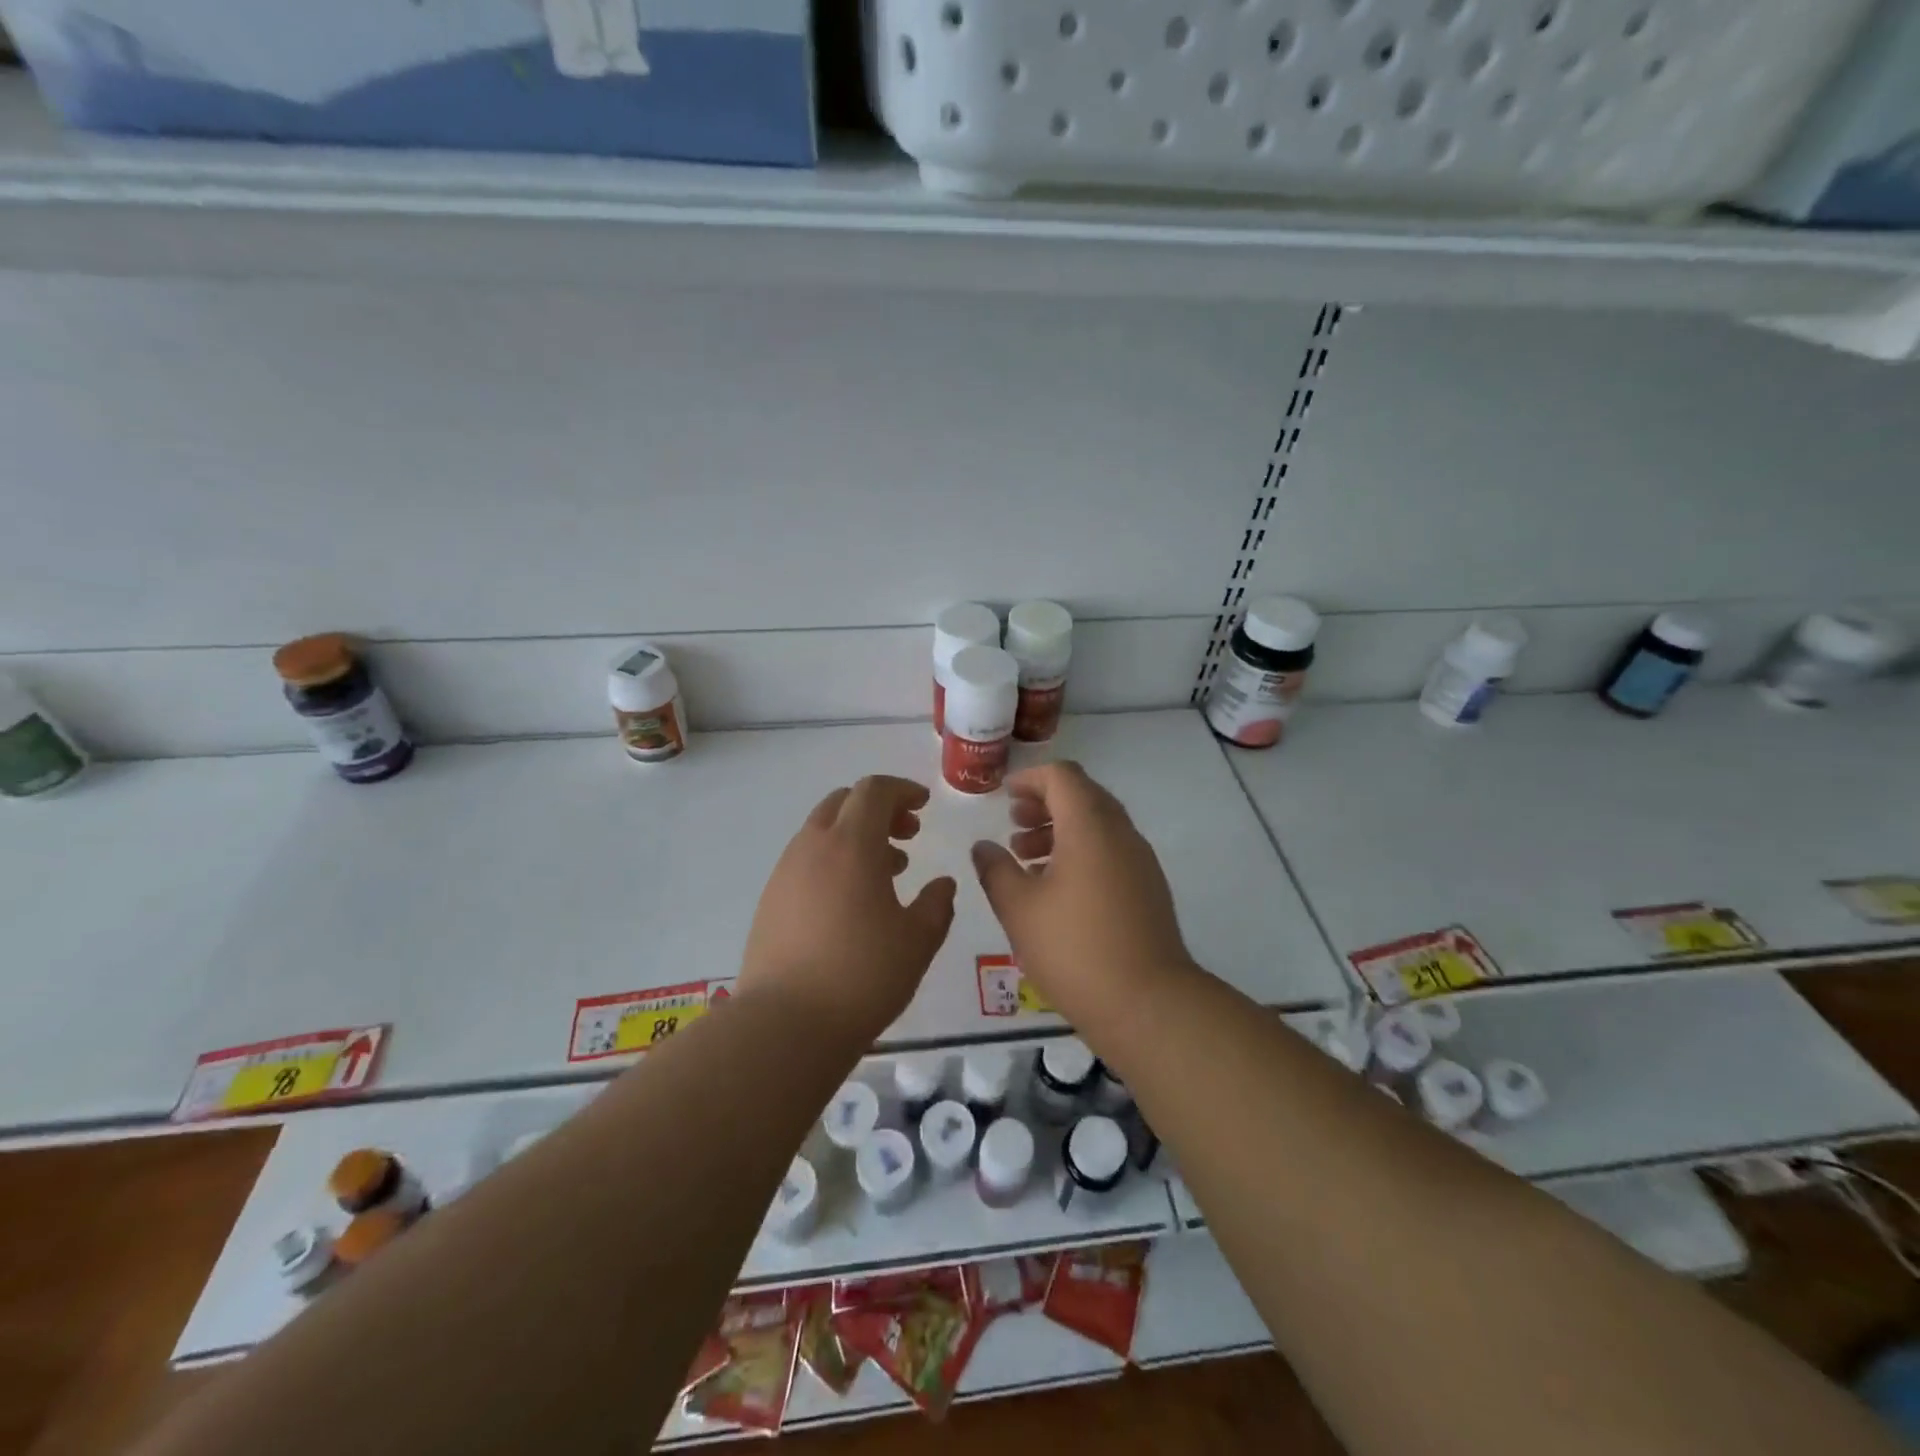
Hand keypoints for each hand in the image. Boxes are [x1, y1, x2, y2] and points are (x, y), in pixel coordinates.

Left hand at [740, 775, 957, 1042]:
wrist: (785, 1024)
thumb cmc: (862, 976)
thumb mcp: (918, 940)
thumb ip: (937, 904)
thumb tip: (942, 884)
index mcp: (851, 844)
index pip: (874, 790)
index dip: (902, 790)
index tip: (924, 806)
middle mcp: (813, 847)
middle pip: (844, 802)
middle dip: (879, 809)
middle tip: (908, 835)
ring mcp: (785, 872)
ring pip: (823, 831)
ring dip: (856, 836)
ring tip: (887, 872)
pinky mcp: (770, 900)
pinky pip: (807, 859)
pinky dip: (834, 860)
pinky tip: (852, 900)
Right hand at [971, 762, 1194, 1025]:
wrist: (1148, 1004)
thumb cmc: (1075, 949)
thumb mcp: (1019, 909)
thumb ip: (996, 870)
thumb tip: (983, 847)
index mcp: (1090, 828)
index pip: (1063, 777)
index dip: (1030, 778)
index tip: (1004, 795)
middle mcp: (1121, 834)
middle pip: (1083, 796)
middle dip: (1045, 803)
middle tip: (1014, 822)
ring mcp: (1140, 862)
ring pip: (1098, 825)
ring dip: (1062, 829)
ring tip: (1026, 856)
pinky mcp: (1148, 888)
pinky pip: (1111, 851)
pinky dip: (1081, 852)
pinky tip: (1056, 887)